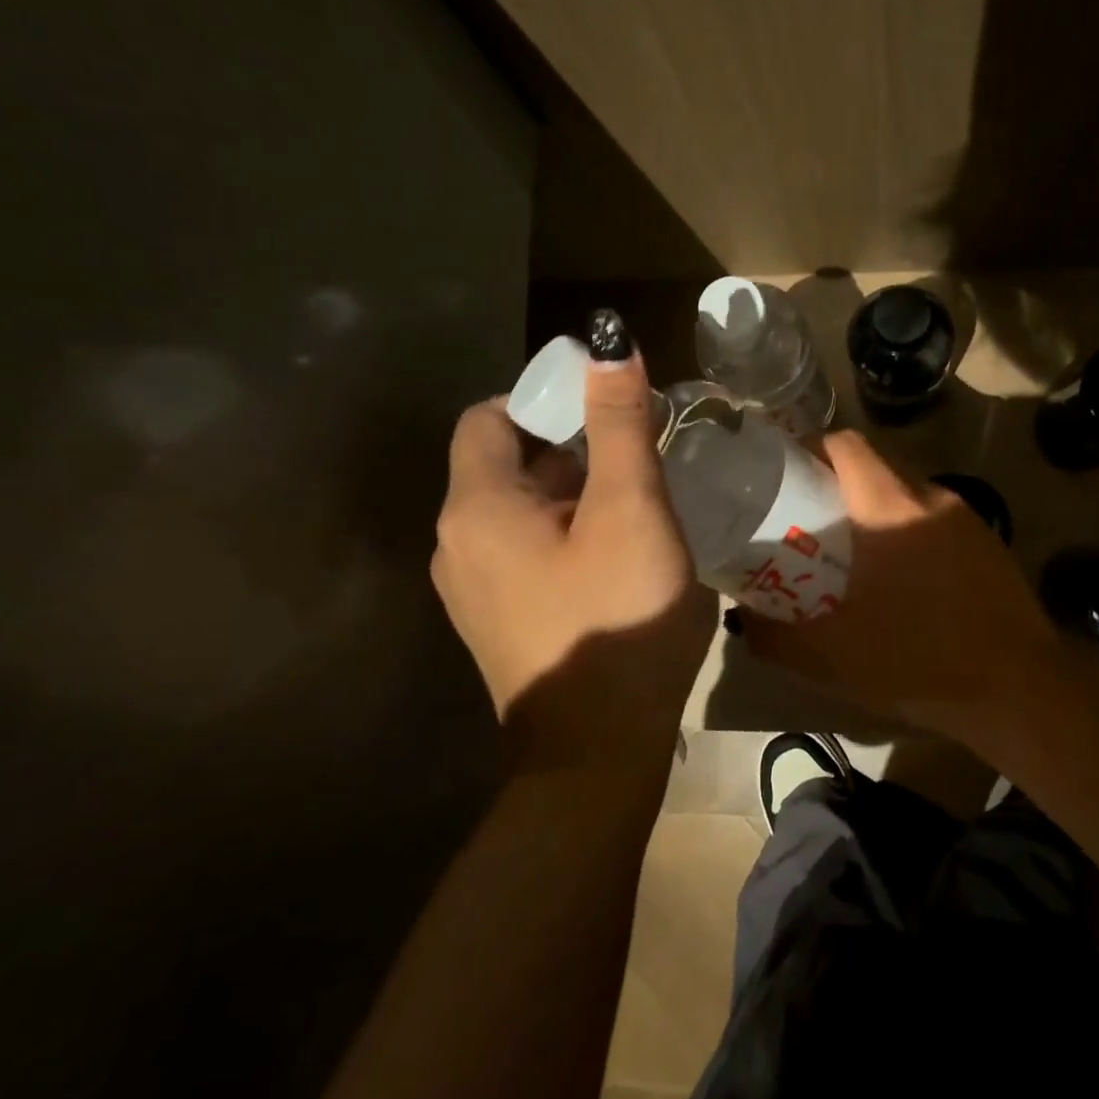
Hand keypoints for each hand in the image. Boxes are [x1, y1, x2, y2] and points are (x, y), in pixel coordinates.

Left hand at [432, 316, 714, 740]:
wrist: (597, 753)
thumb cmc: (618, 617)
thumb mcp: (631, 509)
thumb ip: (619, 425)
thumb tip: (611, 345)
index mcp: (477, 509)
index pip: (490, 417)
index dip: (546, 399)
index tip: (608, 411)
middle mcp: (459, 545)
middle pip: (508, 465)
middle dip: (573, 450)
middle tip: (639, 459)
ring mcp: (475, 592)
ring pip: (523, 513)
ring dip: (576, 495)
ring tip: (639, 507)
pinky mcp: (501, 623)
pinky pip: (529, 554)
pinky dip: (568, 536)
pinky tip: (619, 558)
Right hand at [739, 431, 1058, 744]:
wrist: (1019, 690)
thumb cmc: (919, 662)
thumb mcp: (831, 658)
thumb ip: (776, 636)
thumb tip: (744, 621)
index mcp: (890, 508)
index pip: (845, 445)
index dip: (809, 448)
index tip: (784, 475)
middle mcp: (930, 498)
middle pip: (876, 464)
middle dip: (838, 482)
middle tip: (809, 518)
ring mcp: (967, 519)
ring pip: (907, 491)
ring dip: (875, 507)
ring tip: (853, 549)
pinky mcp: (989, 543)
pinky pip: (935, 518)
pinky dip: (909, 529)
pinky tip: (903, 577)